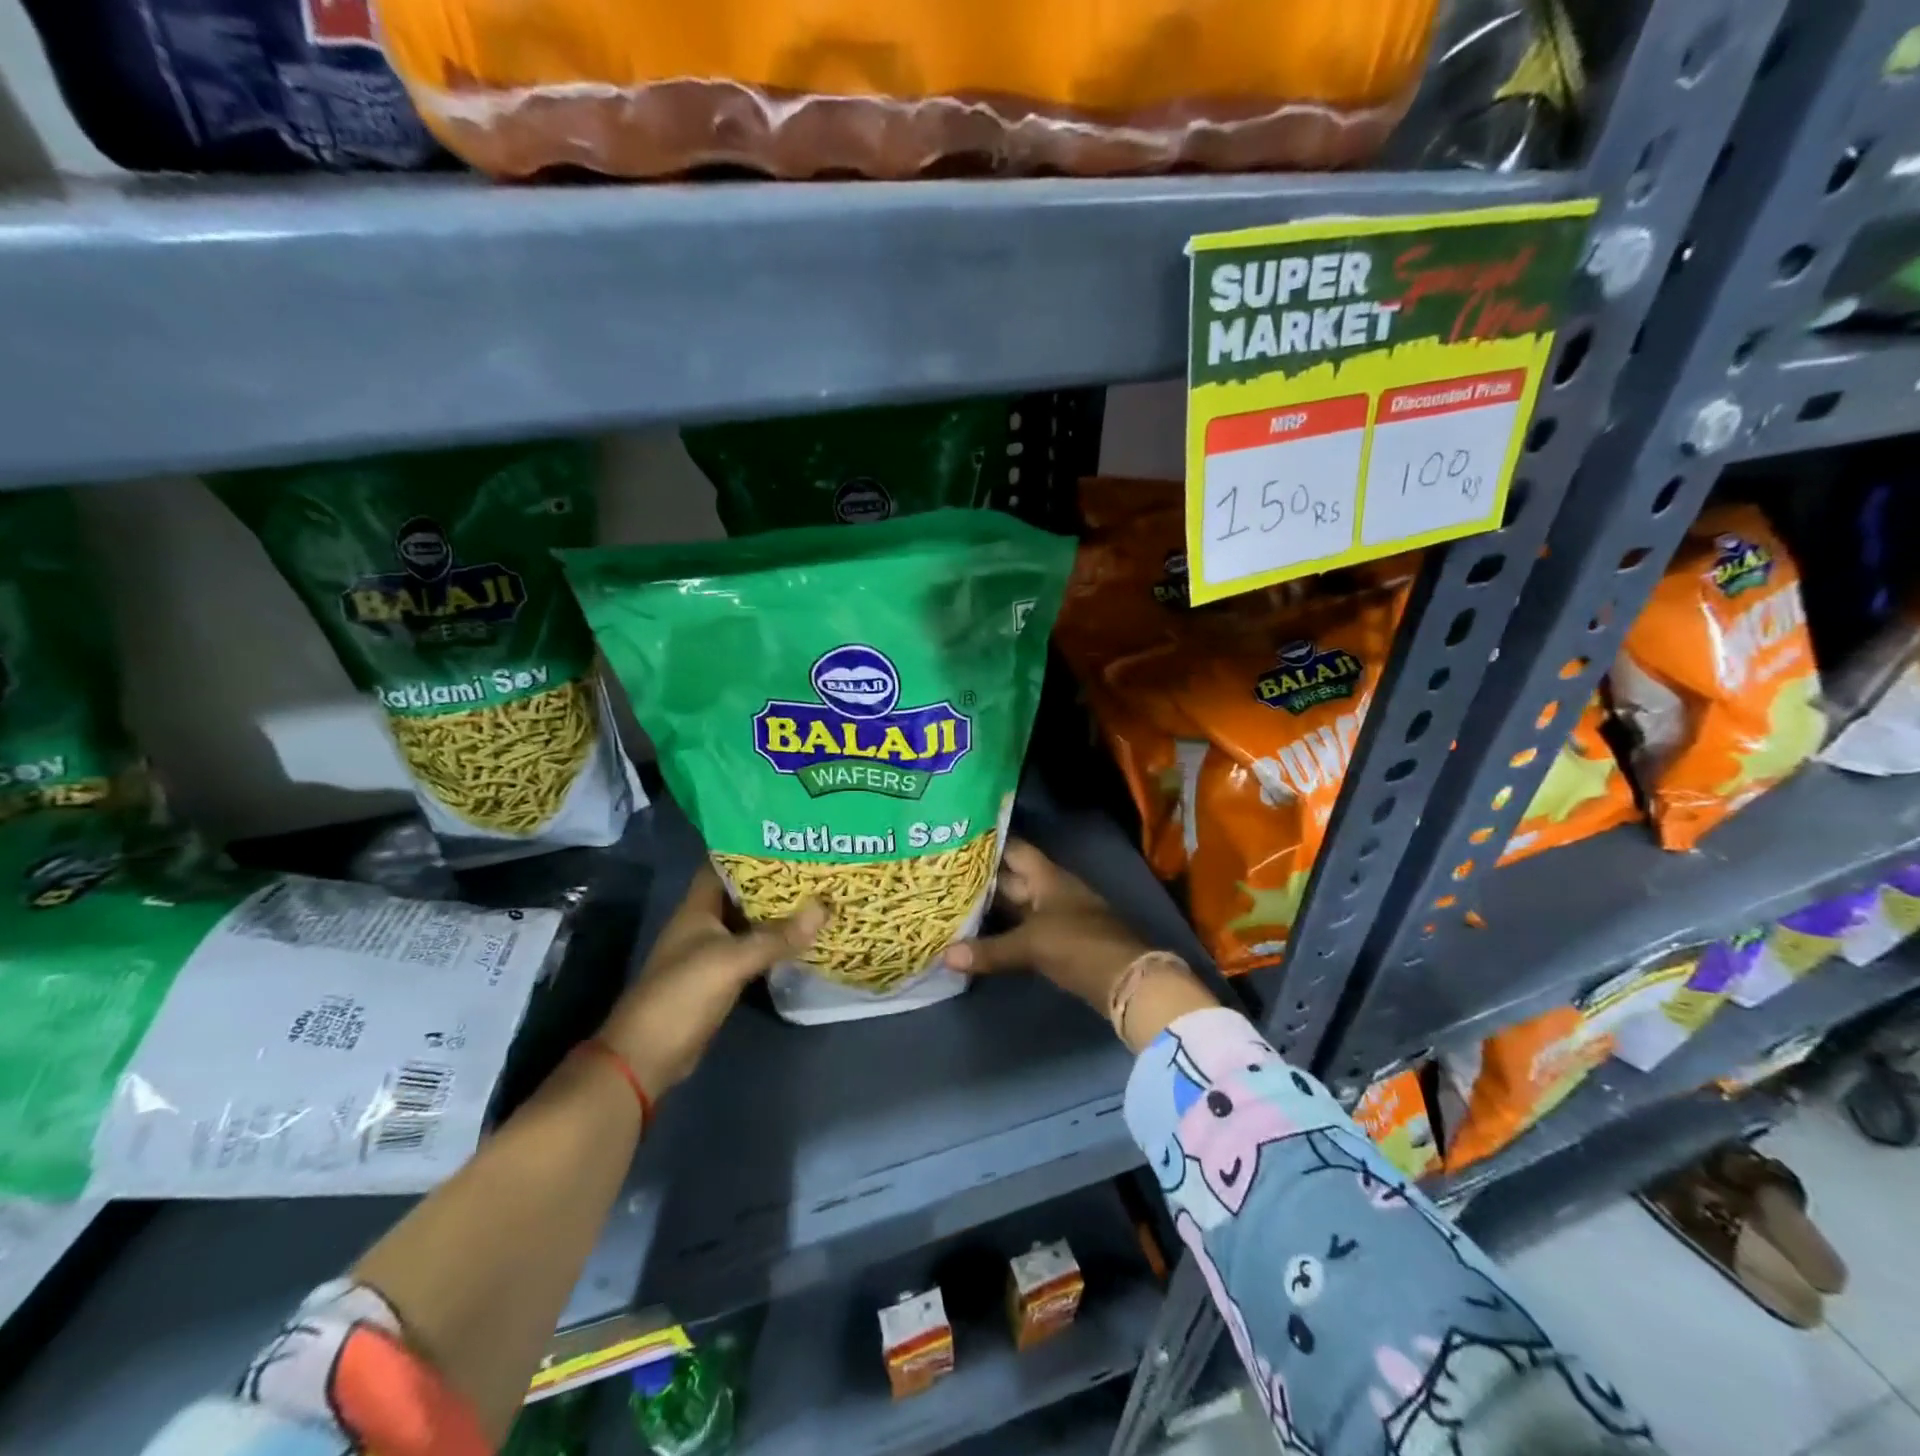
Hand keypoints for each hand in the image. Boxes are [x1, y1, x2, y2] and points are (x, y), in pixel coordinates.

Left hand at [595, 867, 824, 1097]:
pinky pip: (753, 949)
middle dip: (776, 879)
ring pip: (751, 921)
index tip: (791, 836)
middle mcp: (705, 922)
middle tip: (817, 864)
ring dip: (779, 912)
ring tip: (819, 893)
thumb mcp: (730, 961)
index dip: (753, 847)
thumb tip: (824, 908)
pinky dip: (775, 941)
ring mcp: (712, 950)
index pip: (724, 863)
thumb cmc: (682, 994)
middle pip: (743, 892)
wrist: (648, 1056)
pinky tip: (804, 936)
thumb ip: (776, 937)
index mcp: (697, 907)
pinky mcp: (722, 976)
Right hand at [946, 840, 1215, 1048]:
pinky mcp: (1057, 941)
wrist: (1126, 980)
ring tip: (951, 899)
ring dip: (990, 903)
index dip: (989, 841)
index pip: (1014, 848)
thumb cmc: (1078, 945)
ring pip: (1016, 903)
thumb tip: (945, 955)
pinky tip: (978, 933)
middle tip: (943, 871)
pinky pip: (1022, 927)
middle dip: (981, 876)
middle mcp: (1050, 889)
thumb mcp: (1031, 945)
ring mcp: (1055, 915)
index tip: (958, 835)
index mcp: (1047, 876)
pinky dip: (1002, 929)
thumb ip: (989, 950)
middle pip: (1012, 877)